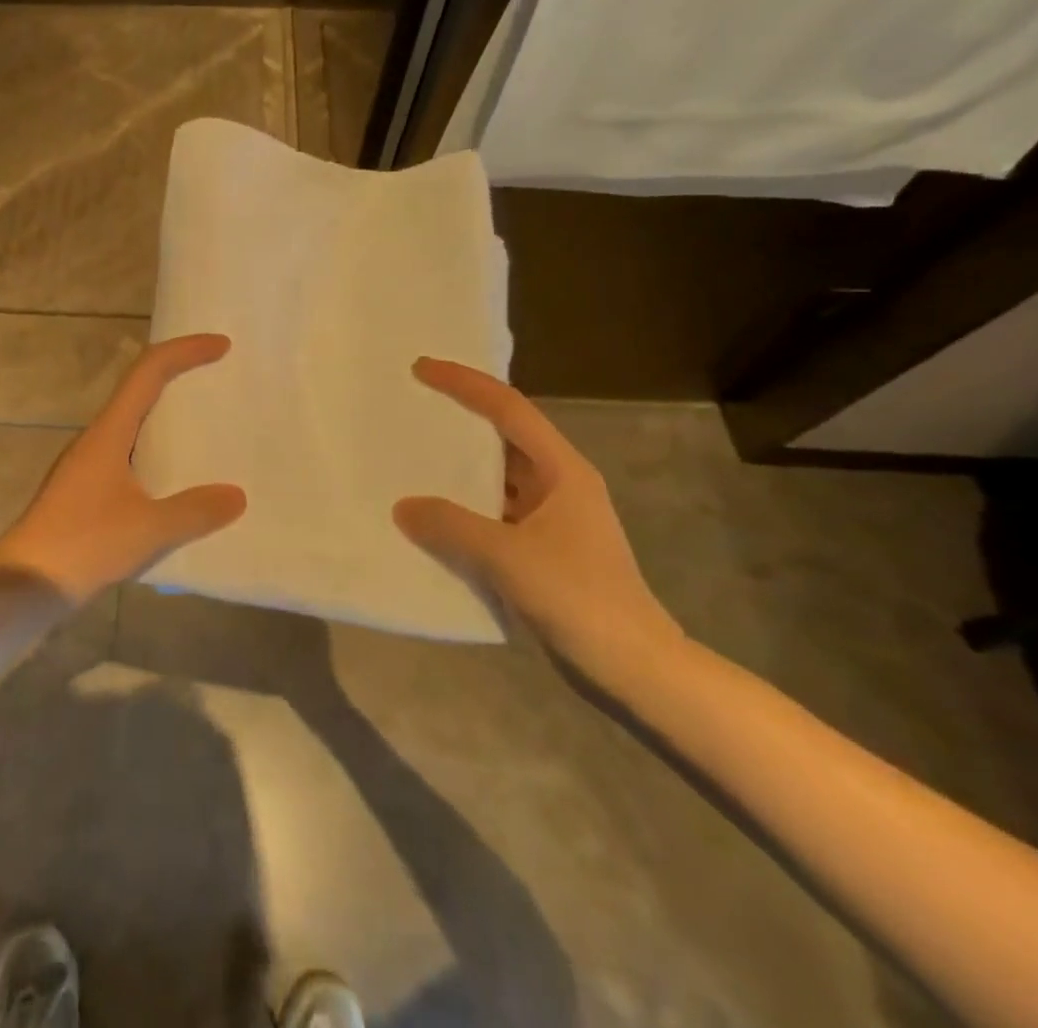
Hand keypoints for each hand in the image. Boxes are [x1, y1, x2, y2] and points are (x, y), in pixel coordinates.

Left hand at [0, 334, 246, 603]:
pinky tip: (175, 478)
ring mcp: (88, 464)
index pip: (149, 371)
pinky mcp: (85, 490)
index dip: (185, 351)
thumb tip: (237, 495)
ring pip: (133, 422)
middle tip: (218, 379)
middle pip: (140, 388)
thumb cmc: (84, 544)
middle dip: (179, 376)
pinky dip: (156, 448)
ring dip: (166, 414)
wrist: (26, 582)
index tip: (222, 346)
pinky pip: (129, 452)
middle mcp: (97, 437)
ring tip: (205, 426)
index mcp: (110, 431)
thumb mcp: (149, 529)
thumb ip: (195, 511)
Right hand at [393, 358, 682, 678]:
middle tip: (413, 404)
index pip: (509, 409)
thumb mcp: (508, 557)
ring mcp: (552, 518)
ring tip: (412, 453)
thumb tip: (403, 507)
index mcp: (563, 471)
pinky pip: (494, 511)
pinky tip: (432, 513)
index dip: (465, 383)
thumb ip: (451, 526)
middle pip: (504, 435)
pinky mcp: (542, 548)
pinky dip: (464, 506)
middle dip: (460, 416)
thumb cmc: (579, 598)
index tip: (422, 368)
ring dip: (460, 464)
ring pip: (498, 475)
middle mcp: (559, 484)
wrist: (635, 668)